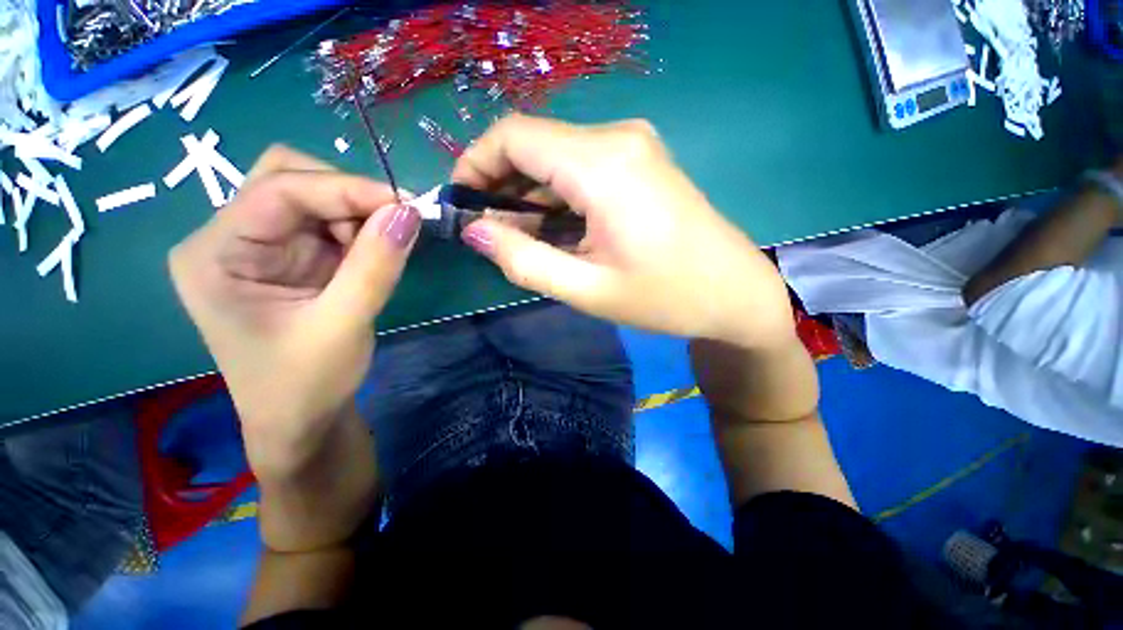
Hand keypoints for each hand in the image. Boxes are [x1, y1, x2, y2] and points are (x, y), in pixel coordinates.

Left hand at [169, 146, 419, 477]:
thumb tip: (409, 212)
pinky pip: (327, 225)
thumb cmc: (306, 384)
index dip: (345, 188)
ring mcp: (260, 247)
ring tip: (381, 252)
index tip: (405, 205)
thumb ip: (375, 266)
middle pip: (287, 179)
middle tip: (391, 226)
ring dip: (356, 215)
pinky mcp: (290, 259)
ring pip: (312, 198)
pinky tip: (371, 257)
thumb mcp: (343, 325)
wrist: (301, 421)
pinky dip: (358, 232)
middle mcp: (229, 239)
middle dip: (346, 196)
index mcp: (214, 255)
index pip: (278, 189)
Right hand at [452, 114, 792, 347]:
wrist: (735, 292)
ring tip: (524, 238)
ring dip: (530, 193)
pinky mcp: (641, 160)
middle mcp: (617, 138)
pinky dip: (557, 194)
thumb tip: (475, 230)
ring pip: (556, 155)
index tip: (461, 203)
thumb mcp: (587, 290)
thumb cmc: (666, 298)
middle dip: (502, 184)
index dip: (475, 164)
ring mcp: (633, 145)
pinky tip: (558, 229)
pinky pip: (581, 166)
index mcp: (602, 165)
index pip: (513, 136)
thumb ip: (523, 260)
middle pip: (534, 143)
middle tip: (492, 233)